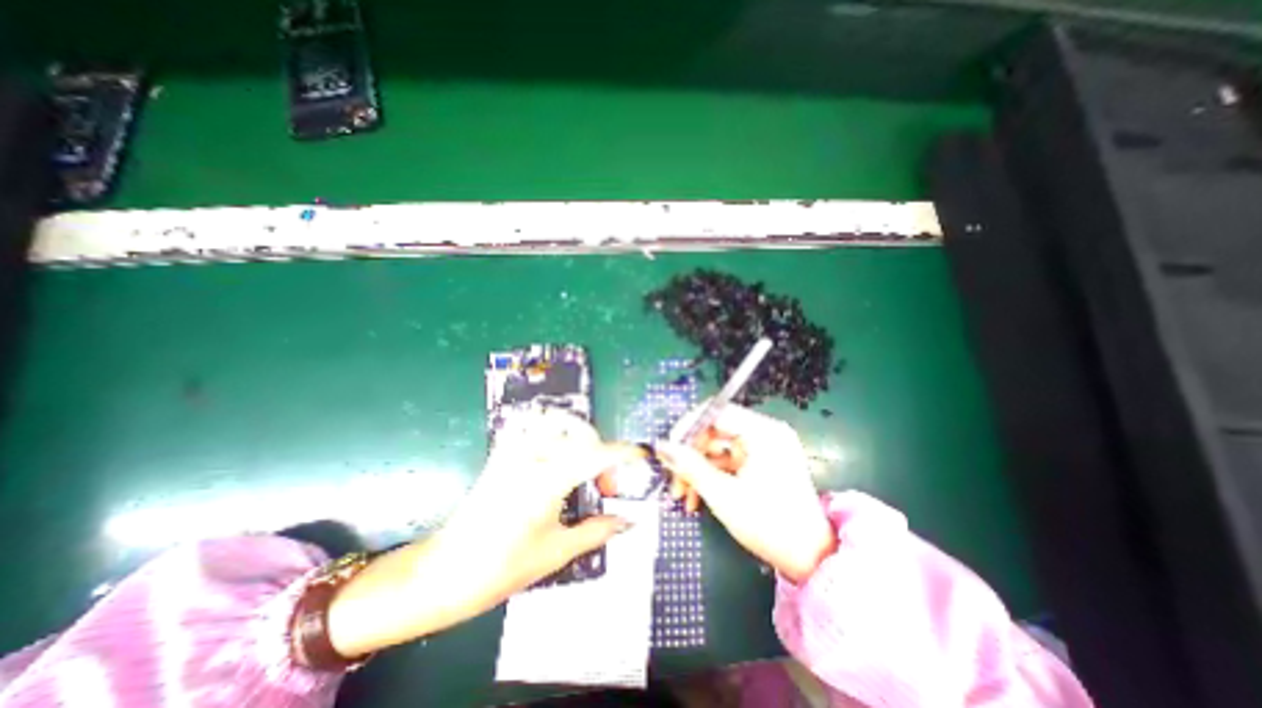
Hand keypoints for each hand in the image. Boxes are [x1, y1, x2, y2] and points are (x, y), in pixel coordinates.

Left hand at [326, 408, 640, 657]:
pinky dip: (551, 429)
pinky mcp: (501, 453)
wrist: (446, 571)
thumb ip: (597, 530)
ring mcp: (513, 451)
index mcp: (547, 480)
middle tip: (605, 484)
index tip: (642, 456)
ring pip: (555, 420)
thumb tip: (628, 521)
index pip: (596, 455)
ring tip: (584, 464)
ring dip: (579, 435)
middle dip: (602, 453)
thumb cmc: (502, 567)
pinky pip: (530, 424)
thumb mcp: (557, 551)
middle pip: (580, 433)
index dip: (624, 453)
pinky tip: (557, 452)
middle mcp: (531, 456)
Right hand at [651, 407, 834, 584]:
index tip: (668, 449)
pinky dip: (710, 475)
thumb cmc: (769, 525)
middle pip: (714, 430)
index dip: (687, 427)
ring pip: (717, 447)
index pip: (715, 412)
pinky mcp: (761, 461)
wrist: (811, 559)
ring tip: (682, 495)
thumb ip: (689, 466)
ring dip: (697, 468)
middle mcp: (764, 432)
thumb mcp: (723, 495)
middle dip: (690, 455)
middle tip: (672, 479)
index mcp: (763, 432)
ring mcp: (763, 447)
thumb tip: (660, 446)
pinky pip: (727, 460)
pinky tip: (696, 496)